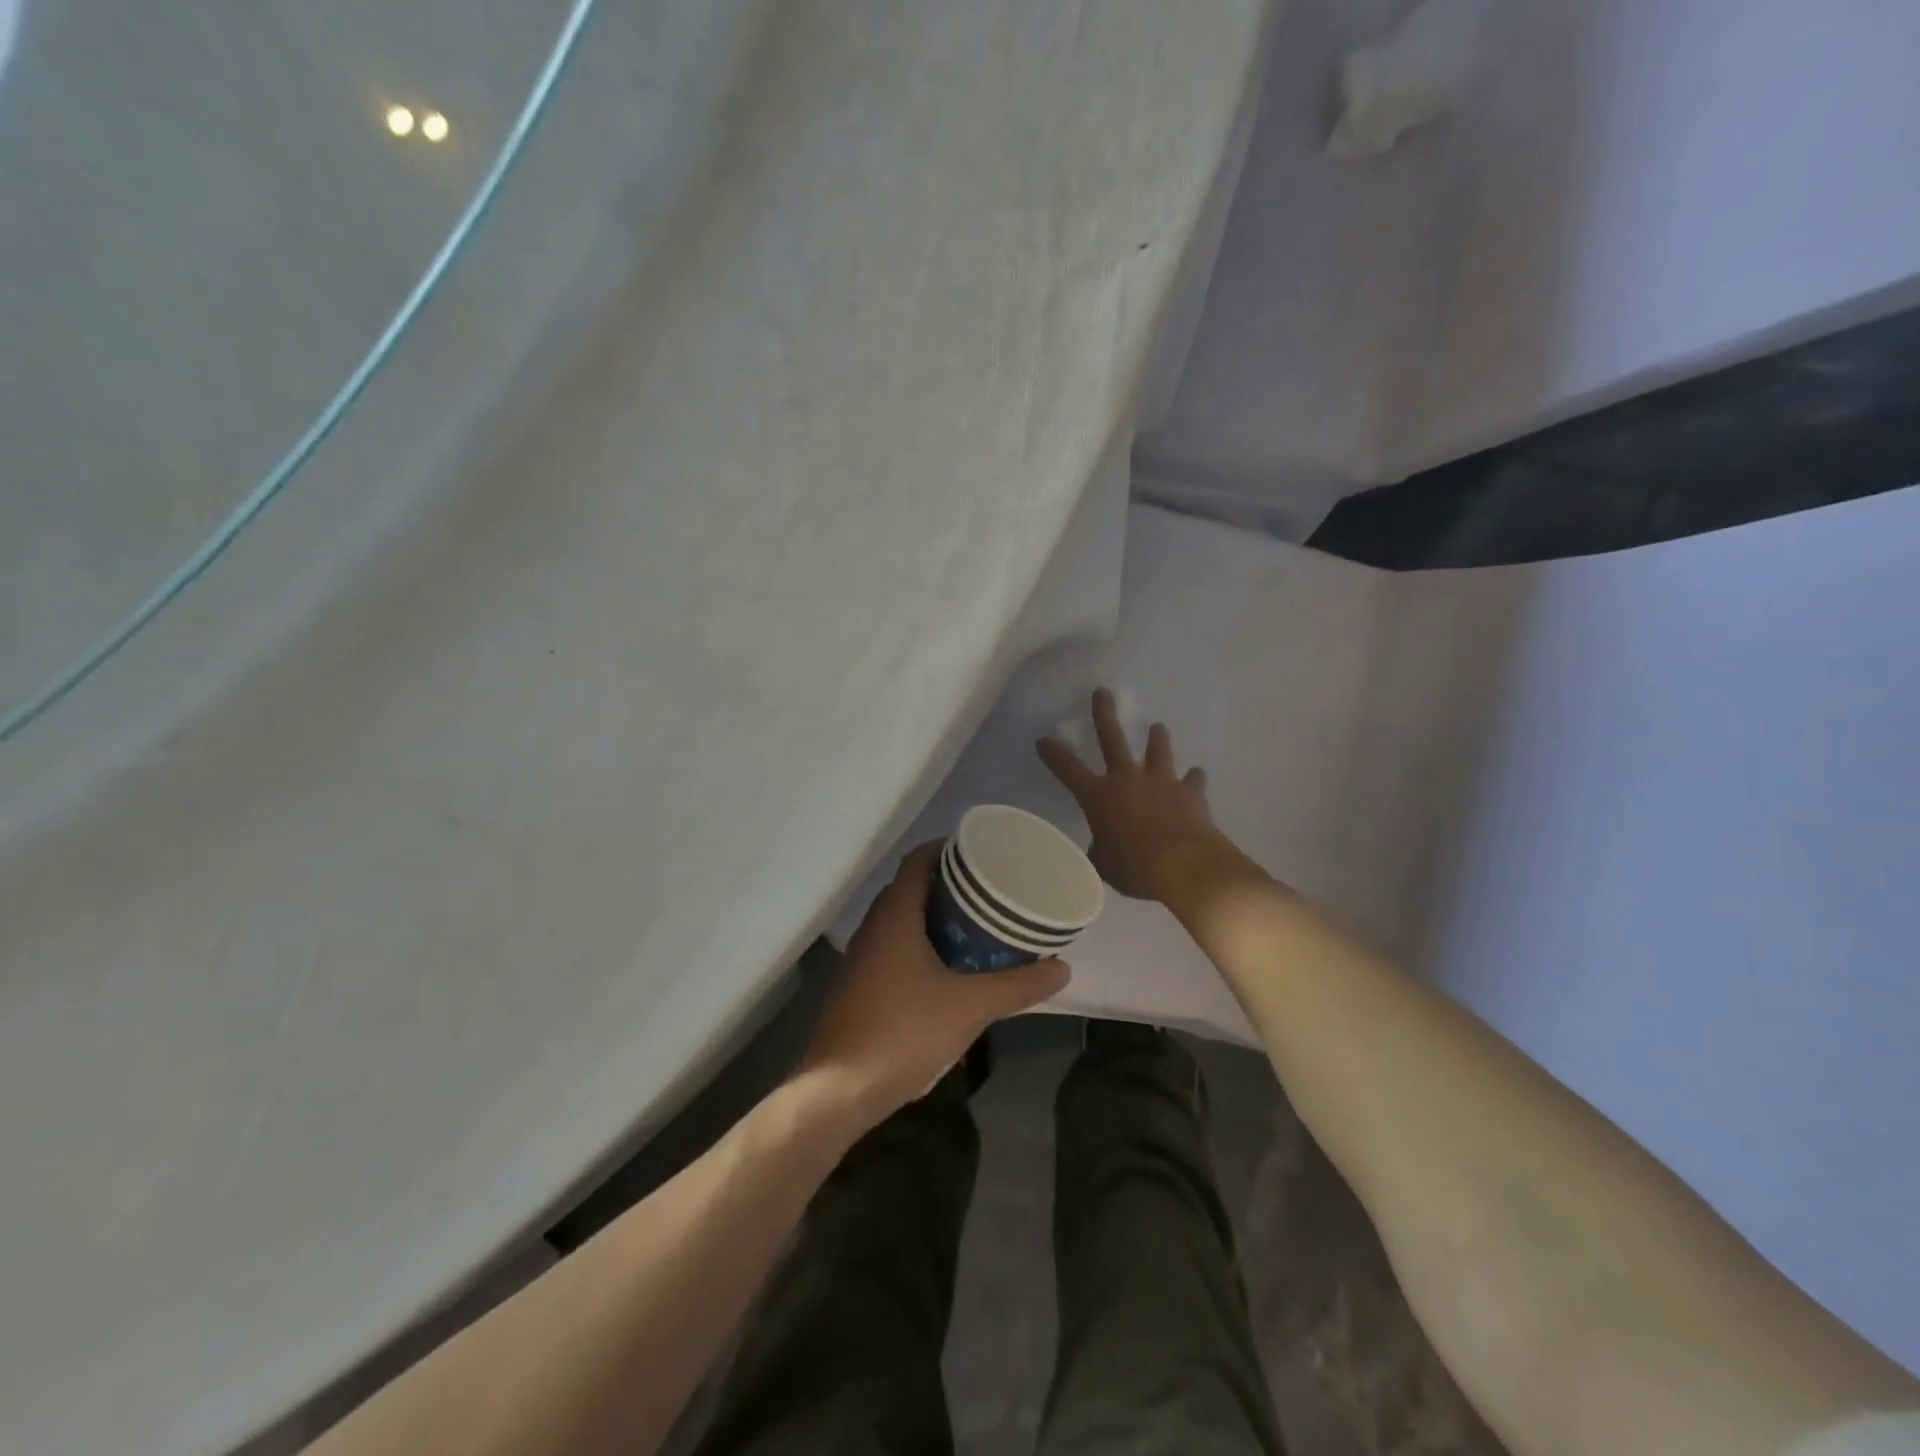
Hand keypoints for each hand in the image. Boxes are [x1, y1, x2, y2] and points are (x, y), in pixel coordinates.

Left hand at [800, 844, 1068, 1121]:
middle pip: (908, 887)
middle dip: (945, 883)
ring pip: (898, 918)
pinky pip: (891, 945)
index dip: (945, 848)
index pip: (916, 861)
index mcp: (894, 916)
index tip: (978, 852)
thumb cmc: (905, 1033)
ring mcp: (861, 957)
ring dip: (930, 914)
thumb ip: (1018, 986)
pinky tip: (944, 967)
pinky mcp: (858, 984)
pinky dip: (917, 941)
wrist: (842, 1090)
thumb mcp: (971, 1007)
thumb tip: (1062, 968)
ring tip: (972, 924)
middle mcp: (873, 927)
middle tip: (985, 890)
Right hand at [1038, 689, 1235, 904]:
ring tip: (1158, 727)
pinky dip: (1193, 779)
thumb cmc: (1135, 867)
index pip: (1068, 770)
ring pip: (1157, 752)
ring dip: (1156, 739)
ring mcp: (1161, 783)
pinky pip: (1192, 781)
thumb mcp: (1104, 865)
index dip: (1053, 754)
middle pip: (1112, 739)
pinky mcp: (1190, 794)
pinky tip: (1197, 774)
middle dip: (1104, 714)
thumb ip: (1100, 851)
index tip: (1043, 739)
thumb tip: (1101, 848)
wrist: (1186, 866)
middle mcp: (1127, 780)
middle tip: (1102, 692)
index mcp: (1099, 797)